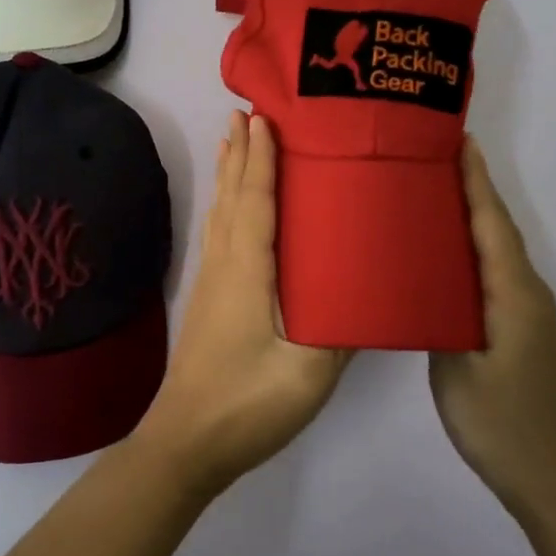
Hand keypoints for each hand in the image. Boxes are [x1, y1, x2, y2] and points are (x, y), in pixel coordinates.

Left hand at [132, 112, 352, 498]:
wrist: (185, 443)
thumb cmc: (247, 404)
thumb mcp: (308, 373)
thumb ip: (341, 330)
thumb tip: (370, 292)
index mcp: (248, 272)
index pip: (255, 200)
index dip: (261, 158)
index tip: (264, 117)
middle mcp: (225, 265)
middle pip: (231, 196)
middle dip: (239, 152)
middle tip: (246, 112)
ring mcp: (212, 283)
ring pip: (221, 213)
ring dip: (230, 174)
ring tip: (235, 141)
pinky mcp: (210, 300)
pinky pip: (220, 234)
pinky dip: (227, 205)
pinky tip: (233, 210)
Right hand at [429, 140, 555, 520]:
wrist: (551, 477)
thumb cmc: (500, 422)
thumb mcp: (456, 369)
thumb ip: (438, 317)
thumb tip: (421, 281)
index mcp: (512, 295)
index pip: (492, 224)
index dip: (476, 181)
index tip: (458, 141)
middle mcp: (526, 293)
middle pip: (497, 228)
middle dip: (471, 188)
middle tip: (431, 157)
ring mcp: (526, 312)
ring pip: (496, 250)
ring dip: (471, 216)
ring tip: (431, 192)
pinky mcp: (519, 328)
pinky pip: (494, 272)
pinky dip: (472, 249)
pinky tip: (443, 252)